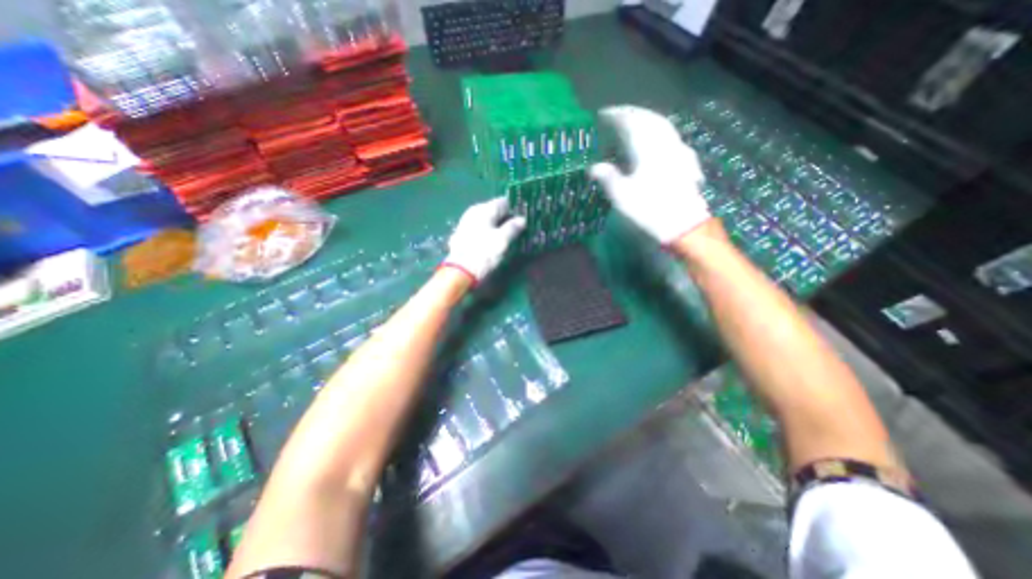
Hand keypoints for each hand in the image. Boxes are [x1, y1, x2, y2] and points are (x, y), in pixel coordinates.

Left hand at [441, 197, 526, 284]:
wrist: (460, 271)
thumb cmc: (483, 253)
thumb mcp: (503, 241)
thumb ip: (513, 227)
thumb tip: (522, 219)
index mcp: (484, 209)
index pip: (504, 202)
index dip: (514, 210)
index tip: (523, 220)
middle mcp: (474, 211)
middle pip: (494, 210)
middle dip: (505, 218)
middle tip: (517, 230)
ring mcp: (466, 222)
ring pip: (486, 220)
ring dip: (496, 226)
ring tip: (506, 237)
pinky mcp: (462, 234)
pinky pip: (479, 228)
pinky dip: (487, 232)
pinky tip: (491, 242)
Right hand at [589, 105, 709, 244]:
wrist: (683, 223)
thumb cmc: (649, 209)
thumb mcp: (622, 195)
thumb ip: (607, 177)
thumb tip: (593, 168)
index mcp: (647, 148)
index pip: (630, 122)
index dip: (616, 116)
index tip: (603, 114)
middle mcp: (664, 142)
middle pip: (648, 119)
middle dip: (632, 114)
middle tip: (617, 115)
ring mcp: (678, 150)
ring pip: (662, 126)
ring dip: (646, 120)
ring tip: (634, 124)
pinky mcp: (686, 161)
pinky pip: (671, 137)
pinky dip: (659, 133)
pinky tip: (657, 141)